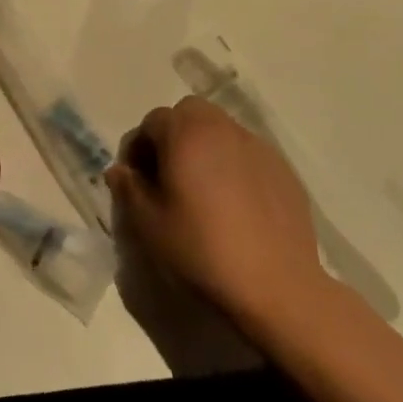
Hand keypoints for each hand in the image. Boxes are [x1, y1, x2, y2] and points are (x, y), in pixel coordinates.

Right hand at [105, 95, 327, 340]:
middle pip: (189, 114)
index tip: (136, 180)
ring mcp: (257, 146)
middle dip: (173, 136)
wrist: (276, 287)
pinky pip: (247, 154)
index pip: (152, 121)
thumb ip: (129, 189)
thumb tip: (119, 170)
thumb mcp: (149, 226)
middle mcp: (222, 128)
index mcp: (186, 133)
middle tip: (169, 176)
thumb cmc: (202, 251)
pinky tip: (235, 205)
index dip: (138, 147)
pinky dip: (234, 165)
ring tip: (202, 191)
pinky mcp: (283, 169)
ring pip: (221, 130)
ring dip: (205, 147)